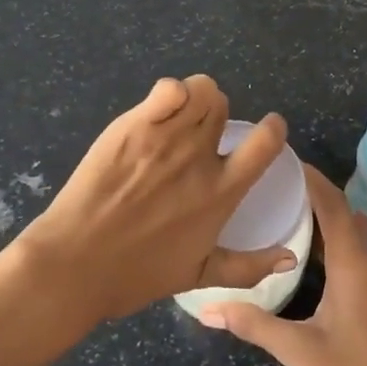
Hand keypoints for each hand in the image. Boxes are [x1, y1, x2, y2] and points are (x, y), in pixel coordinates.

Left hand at [14, 76, 292, 322]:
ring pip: (199, 90)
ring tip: (175, 117)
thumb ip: (248, 266)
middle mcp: (199, 157)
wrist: (76, 264)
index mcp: (221, 192)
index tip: (266, 130)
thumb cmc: (136, 274)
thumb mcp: (199, 276)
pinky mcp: (134, 125)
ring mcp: (166, 137)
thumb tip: (291, 259)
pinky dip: (170, 92)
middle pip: (222, 107)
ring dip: (193, 98)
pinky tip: (159, 108)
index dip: (271, 129)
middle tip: (195, 133)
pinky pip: (169, 88)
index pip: (265, 143)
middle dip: (214, 115)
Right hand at [199, 166, 366, 365]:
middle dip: (310, 190)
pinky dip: (330, 234)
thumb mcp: (300, 353)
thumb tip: (206, 309)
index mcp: (355, 264)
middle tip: (269, 179)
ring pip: (349, 228)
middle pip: (341, 210)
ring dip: (321, 212)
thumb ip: (254, 325)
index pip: (332, 204)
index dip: (309, 177)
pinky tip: (304, 244)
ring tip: (281, 203)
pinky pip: (354, 246)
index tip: (280, 156)